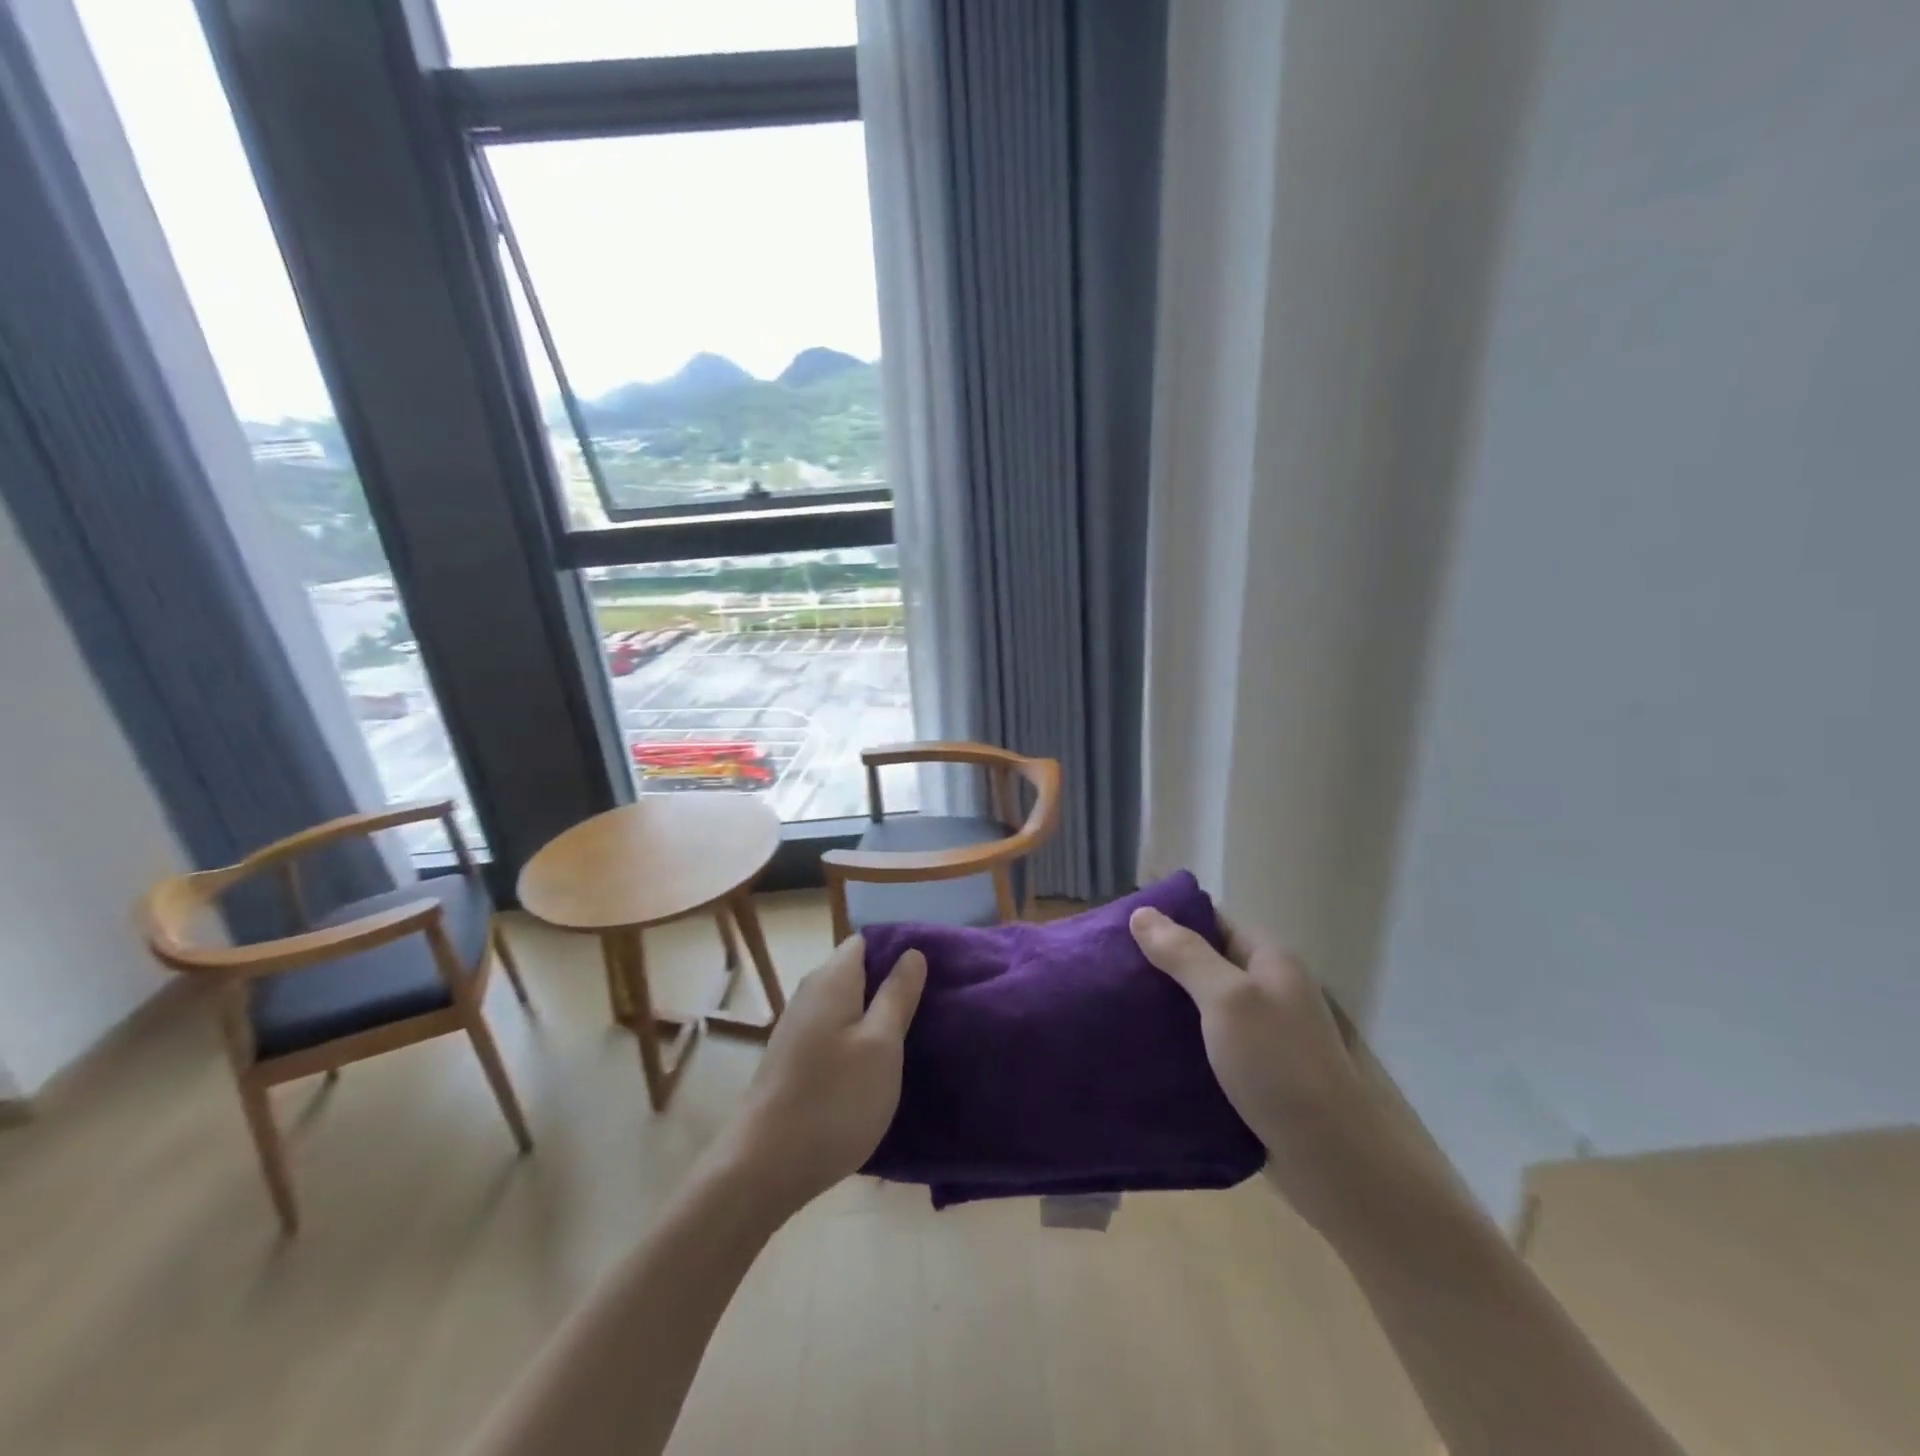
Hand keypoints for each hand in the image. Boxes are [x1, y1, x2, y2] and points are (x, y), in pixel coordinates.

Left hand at [717, 935, 926, 1217]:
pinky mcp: (792, 1059)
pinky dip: (856, 1040)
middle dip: (889, 984)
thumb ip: (897, 995)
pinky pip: (833, 1032)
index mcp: (832, 979)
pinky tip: (875, 1067)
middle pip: (856, 971)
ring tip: (911, 1036)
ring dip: (874, 1016)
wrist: (765, 1167)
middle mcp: (810, 993)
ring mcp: (796, 1027)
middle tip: (930, 1005)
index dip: (898, 951)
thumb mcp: (882, 1045)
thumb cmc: (835, 1099)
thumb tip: (912, 953)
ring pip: (845, 1005)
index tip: (931, 972)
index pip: (866, 941)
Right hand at [1129, 908, 1385, 1228]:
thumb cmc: (1280, 1065)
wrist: (1335, 1162)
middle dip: (1158, 965)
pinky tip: (1141, 1051)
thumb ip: (1185, 955)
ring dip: (1164, 1008)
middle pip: (1204, 963)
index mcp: (1268, 960)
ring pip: (1201, 1007)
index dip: (1168, 919)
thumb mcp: (1228, 999)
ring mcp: (1261, 1035)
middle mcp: (1266, 990)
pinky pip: (1204, 1047)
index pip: (1211, 921)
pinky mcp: (1252, 1075)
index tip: (1119, 928)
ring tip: (1113, 1008)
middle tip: (1107, 971)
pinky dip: (1176, 1045)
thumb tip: (1142, 913)